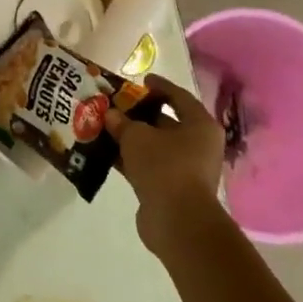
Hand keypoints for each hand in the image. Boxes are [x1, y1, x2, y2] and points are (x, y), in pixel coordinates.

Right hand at [106, 74, 226, 257]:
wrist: (177, 221)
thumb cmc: (165, 166)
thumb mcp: (137, 137)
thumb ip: (122, 122)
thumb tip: (110, 115)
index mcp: (199, 125)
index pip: (178, 97)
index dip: (158, 86)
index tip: (139, 80)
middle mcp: (197, 145)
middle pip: (165, 122)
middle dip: (138, 114)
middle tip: (113, 105)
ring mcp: (185, 168)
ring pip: (154, 146)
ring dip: (130, 138)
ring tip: (103, 127)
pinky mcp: (171, 188)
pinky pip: (148, 166)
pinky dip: (130, 159)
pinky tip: (106, 154)